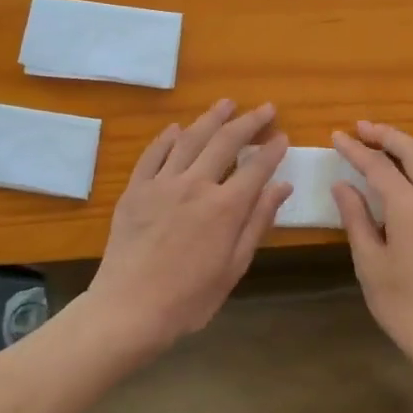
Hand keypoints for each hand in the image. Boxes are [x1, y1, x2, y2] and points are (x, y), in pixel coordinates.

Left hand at [86, 101, 292, 354]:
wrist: (129, 308)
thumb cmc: (190, 298)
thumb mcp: (234, 266)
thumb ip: (258, 221)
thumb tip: (282, 186)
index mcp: (225, 207)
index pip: (256, 167)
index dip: (272, 150)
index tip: (282, 136)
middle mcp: (195, 185)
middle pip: (226, 142)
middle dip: (249, 122)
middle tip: (265, 108)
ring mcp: (161, 184)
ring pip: (190, 139)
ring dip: (211, 118)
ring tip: (226, 104)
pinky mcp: (135, 190)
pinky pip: (154, 154)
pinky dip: (168, 138)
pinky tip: (178, 129)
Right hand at [331, 121, 412, 369]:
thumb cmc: (404, 305)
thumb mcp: (370, 263)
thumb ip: (356, 218)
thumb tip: (343, 185)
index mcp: (412, 208)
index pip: (379, 166)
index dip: (356, 149)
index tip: (336, 136)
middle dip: (386, 134)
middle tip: (361, 128)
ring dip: (408, 146)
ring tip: (383, 143)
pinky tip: (409, 173)